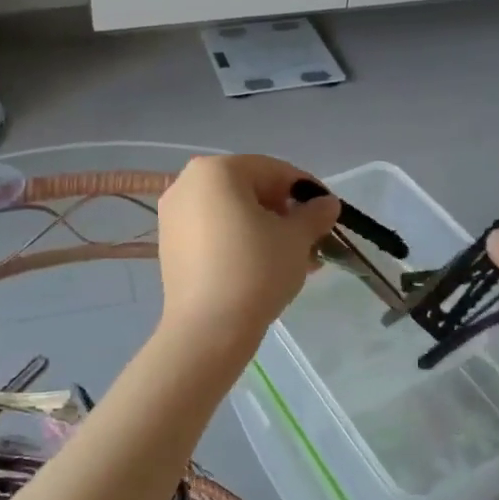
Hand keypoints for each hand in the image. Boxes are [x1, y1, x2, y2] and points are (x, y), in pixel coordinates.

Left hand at [156, 155, 340, 349]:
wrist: (208, 329)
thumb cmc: (256, 270)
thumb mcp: (296, 239)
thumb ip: (314, 214)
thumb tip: (326, 204)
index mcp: (217, 170)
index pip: (274, 170)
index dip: (307, 191)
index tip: (329, 214)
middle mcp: (188, 183)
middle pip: (250, 190)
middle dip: (285, 214)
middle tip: (312, 242)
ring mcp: (174, 215)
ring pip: (232, 214)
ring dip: (266, 231)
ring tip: (296, 261)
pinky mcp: (170, 245)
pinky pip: (214, 232)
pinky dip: (240, 242)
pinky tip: (265, 268)